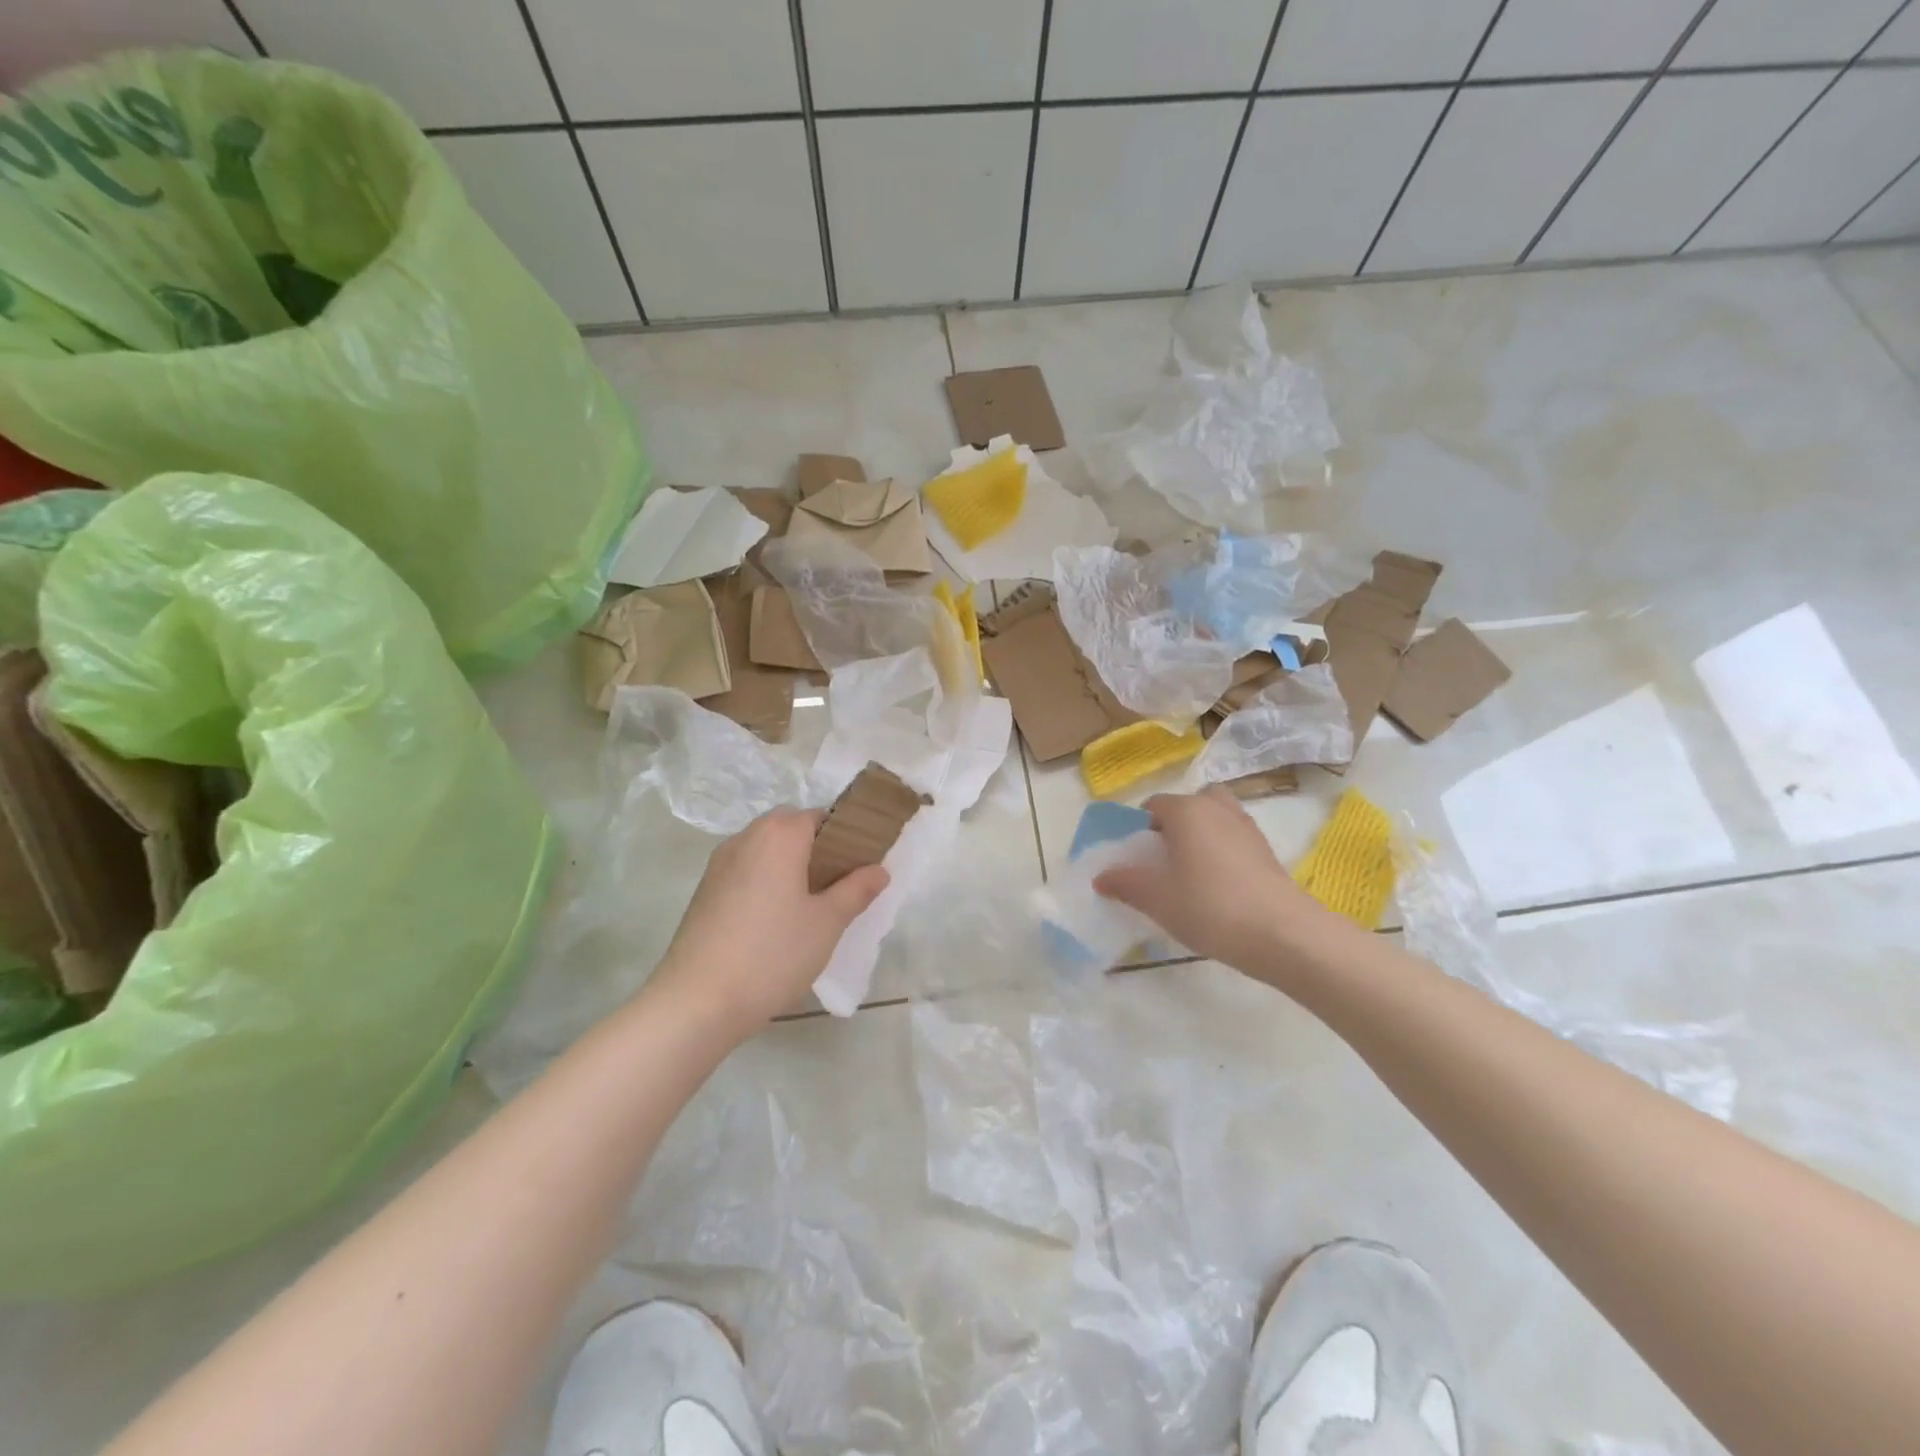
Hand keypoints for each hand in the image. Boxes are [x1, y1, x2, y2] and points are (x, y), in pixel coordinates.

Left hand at [647, 808, 888, 1038]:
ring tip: (810, 907)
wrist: (696, 1002)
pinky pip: (746, 871)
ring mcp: (719, 864)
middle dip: (818, 850)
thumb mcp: (827, 923)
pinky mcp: (704, 891)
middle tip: (839, 887)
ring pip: (766, 850)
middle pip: (790, 828)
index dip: (846, 836)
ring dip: (790, 866)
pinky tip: (775, 922)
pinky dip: (766, 882)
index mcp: (779, 835)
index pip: (821, 816)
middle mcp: (746, 838)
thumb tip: (879, 869)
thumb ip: (856, 890)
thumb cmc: (772, 954)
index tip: (862, 866)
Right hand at [1093, 787, 1349, 981]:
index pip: (1153, 805)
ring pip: (1215, 818)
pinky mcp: (1267, 850)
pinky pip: (1234, 839)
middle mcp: (1216, 808)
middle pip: (1188, 804)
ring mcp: (1247, 827)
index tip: (1136, 859)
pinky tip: (1218, 886)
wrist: (1282, 934)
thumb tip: (1102, 877)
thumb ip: (1125, 883)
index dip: (1139, 829)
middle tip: (1165, 860)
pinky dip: (1223, 851)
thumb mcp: (1157, 899)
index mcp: (1186, 810)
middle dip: (1174, 825)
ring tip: (1191, 873)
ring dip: (1201, 835)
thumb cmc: (1209, 907)